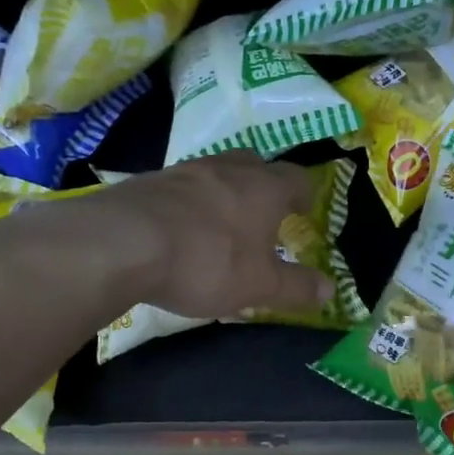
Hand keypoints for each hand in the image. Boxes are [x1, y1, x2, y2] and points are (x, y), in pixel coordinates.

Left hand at [56, 152, 336, 319]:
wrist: (122, 243)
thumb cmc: (207, 261)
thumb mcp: (259, 285)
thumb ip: (297, 287)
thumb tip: (331, 291)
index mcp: (264, 187)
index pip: (297, 177)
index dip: (304, 194)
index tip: (304, 212)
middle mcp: (228, 168)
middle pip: (255, 163)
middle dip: (264, 184)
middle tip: (265, 212)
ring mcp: (185, 170)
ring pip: (216, 171)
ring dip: (225, 191)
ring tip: (222, 221)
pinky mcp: (149, 180)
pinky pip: (182, 186)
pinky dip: (190, 202)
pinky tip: (180, 228)